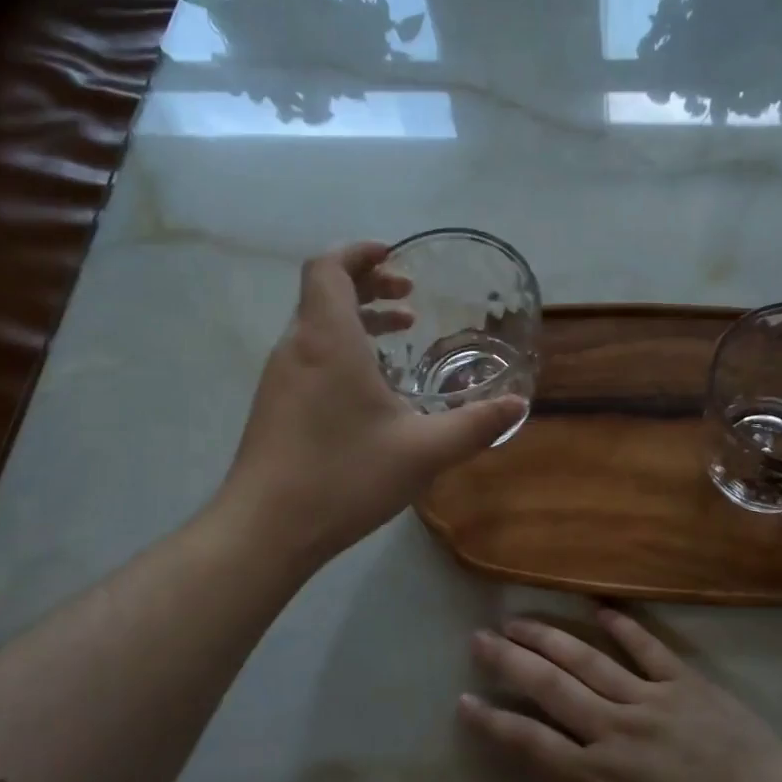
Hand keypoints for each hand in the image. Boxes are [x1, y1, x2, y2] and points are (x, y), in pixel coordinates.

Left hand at [220, 242, 526, 568]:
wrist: (265, 529)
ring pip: (315, 325)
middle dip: (367, 285)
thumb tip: (517, 407)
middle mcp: (296, 347)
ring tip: (398, 336)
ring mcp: (279, 377)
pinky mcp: (274, 405)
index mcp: (327, 339)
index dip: (359, 252)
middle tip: (408, 300)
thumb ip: (474, 425)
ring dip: (356, 319)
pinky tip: (371, 388)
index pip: (328, 267)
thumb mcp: (423, 452)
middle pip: (323, 291)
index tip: (395, 257)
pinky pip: (309, 355)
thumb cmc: (343, 476)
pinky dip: (341, 348)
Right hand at [459, 608, 781, 781]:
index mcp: (599, 781)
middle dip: (510, 660)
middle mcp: (616, 730)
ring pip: (590, 660)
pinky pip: (650, 648)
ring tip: (519, 618)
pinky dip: (624, 627)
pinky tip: (600, 609)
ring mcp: (654, 701)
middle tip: (479, 636)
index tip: (464, 700)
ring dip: (550, 637)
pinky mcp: (689, 685)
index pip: (531, 744)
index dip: (494, 722)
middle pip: (552, 687)